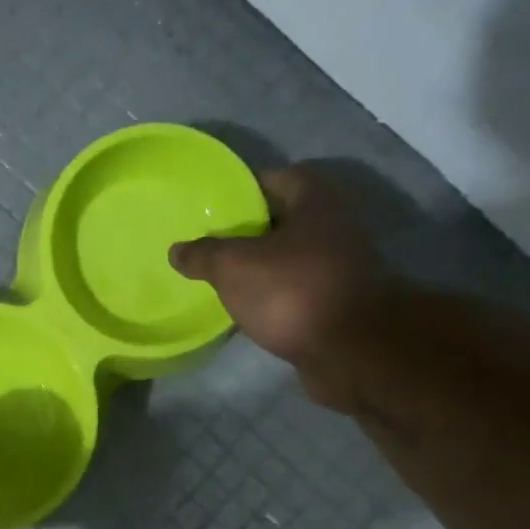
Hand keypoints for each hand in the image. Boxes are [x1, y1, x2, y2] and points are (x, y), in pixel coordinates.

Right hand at [170, 166, 387, 407]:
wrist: (352, 350)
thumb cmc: (293, 291)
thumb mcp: (234, 267)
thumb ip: (204, 255)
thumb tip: (177, 250)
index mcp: (316, 201)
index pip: (279, 178)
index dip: (246, 188)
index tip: (215, 204)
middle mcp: (336, 226)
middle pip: (286, 219)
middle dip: (251, 230)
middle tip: (212, 241)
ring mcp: (342, 267)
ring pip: (292, 257)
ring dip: (264, 265)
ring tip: (225, 275)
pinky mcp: (339, 303)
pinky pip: (299, 289)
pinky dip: (277, 294)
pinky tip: (250, 307)